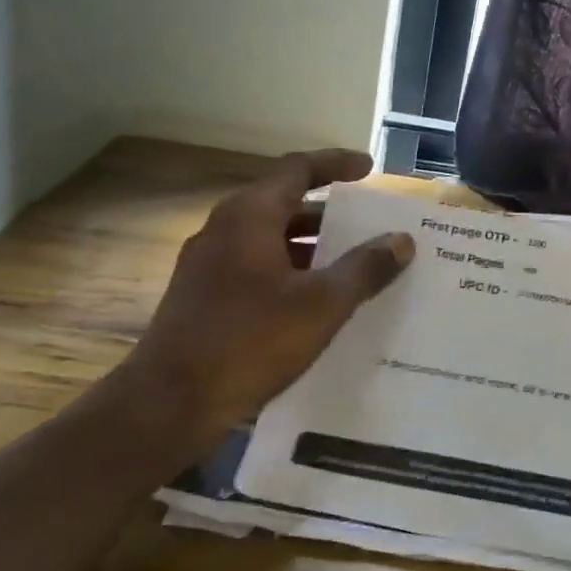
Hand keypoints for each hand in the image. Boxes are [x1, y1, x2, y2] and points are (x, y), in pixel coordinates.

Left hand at [122, 150, 413, 460]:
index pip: (298, 169)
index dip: (336, 164)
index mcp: (249, 216)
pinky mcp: (202, 296)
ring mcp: (207, 263)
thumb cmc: (250, 343)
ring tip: (353, 264)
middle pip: (285, 204)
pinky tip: (316, 302)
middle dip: (330, 213)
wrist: (168, 406)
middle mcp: (224, 228)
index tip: (369, 168)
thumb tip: (402, 240)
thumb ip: (365, 268)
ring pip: (270, 239)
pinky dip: (291, 271)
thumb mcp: (322, 305)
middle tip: (369, 225)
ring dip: (312, 246)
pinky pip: (256, 266)